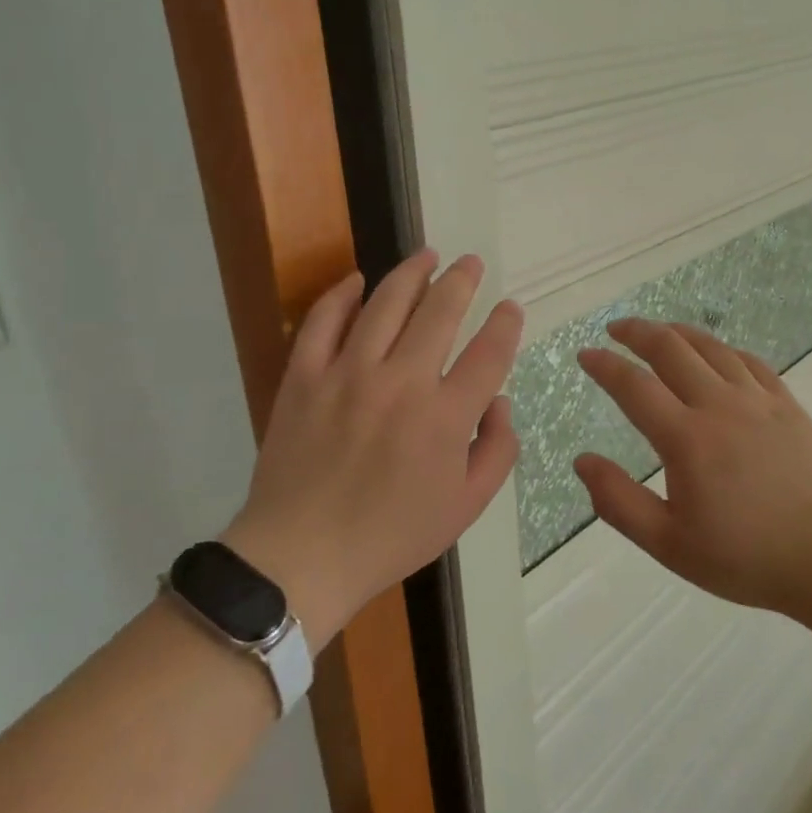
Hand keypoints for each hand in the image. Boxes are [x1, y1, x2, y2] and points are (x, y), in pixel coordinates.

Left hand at [224, 252, 523, 645]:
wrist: (301, 557)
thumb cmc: (392, 535)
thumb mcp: (466, 506)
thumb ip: (498, 450)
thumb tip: (498, 401)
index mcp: (446, 417)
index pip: (489, 352)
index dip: (506, 323)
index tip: (510, 308)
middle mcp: (402, 382)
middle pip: (441, 311)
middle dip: (463, 280)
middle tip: (471, 263)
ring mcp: (349, 374)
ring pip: (386, 304)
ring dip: (411, 273)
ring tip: (427, 255)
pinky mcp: (305, 377)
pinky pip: (323, 321)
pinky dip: (340, 295)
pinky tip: (357, 280)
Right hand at [575, 320, 811, 616]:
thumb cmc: (745, 557)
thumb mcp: (669, 544)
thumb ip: (619, 501)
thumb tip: (582, 461)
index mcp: (686, 439)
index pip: (634, 386)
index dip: (605, 365)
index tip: (585, 354)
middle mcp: (719, 406)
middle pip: (671, 350)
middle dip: (637, 332)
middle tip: (616, 329)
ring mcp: (758, 401)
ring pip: (711, 348)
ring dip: (678, 332)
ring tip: (659, 330)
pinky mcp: (787, 405)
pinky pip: (749, 362)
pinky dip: (723, 349)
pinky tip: (716, 353)